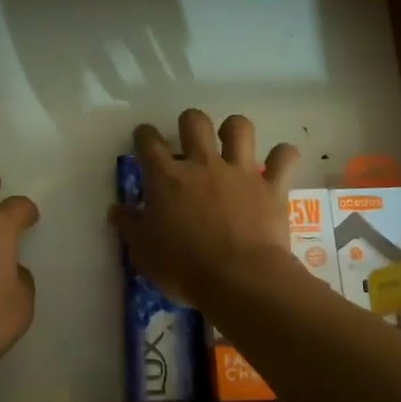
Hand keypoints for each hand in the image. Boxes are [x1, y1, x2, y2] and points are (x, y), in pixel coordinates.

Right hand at [108, 109, 299, 307]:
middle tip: (190, 141)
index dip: (144, 135)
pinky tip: (278, 163)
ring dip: (234, 129)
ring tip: (232, 142)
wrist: (240, 280)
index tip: (144, 139)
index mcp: (166, 178)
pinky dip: (282, 156)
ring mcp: (239, 171)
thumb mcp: (143, 252)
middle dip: (190, 123)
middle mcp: (202, 164)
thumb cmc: (184, 268)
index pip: (148, 142)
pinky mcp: (271, 186)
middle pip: (194, 121)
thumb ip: (130, 226)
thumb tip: (117, 209)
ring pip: (239, 127)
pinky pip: (283, 156)